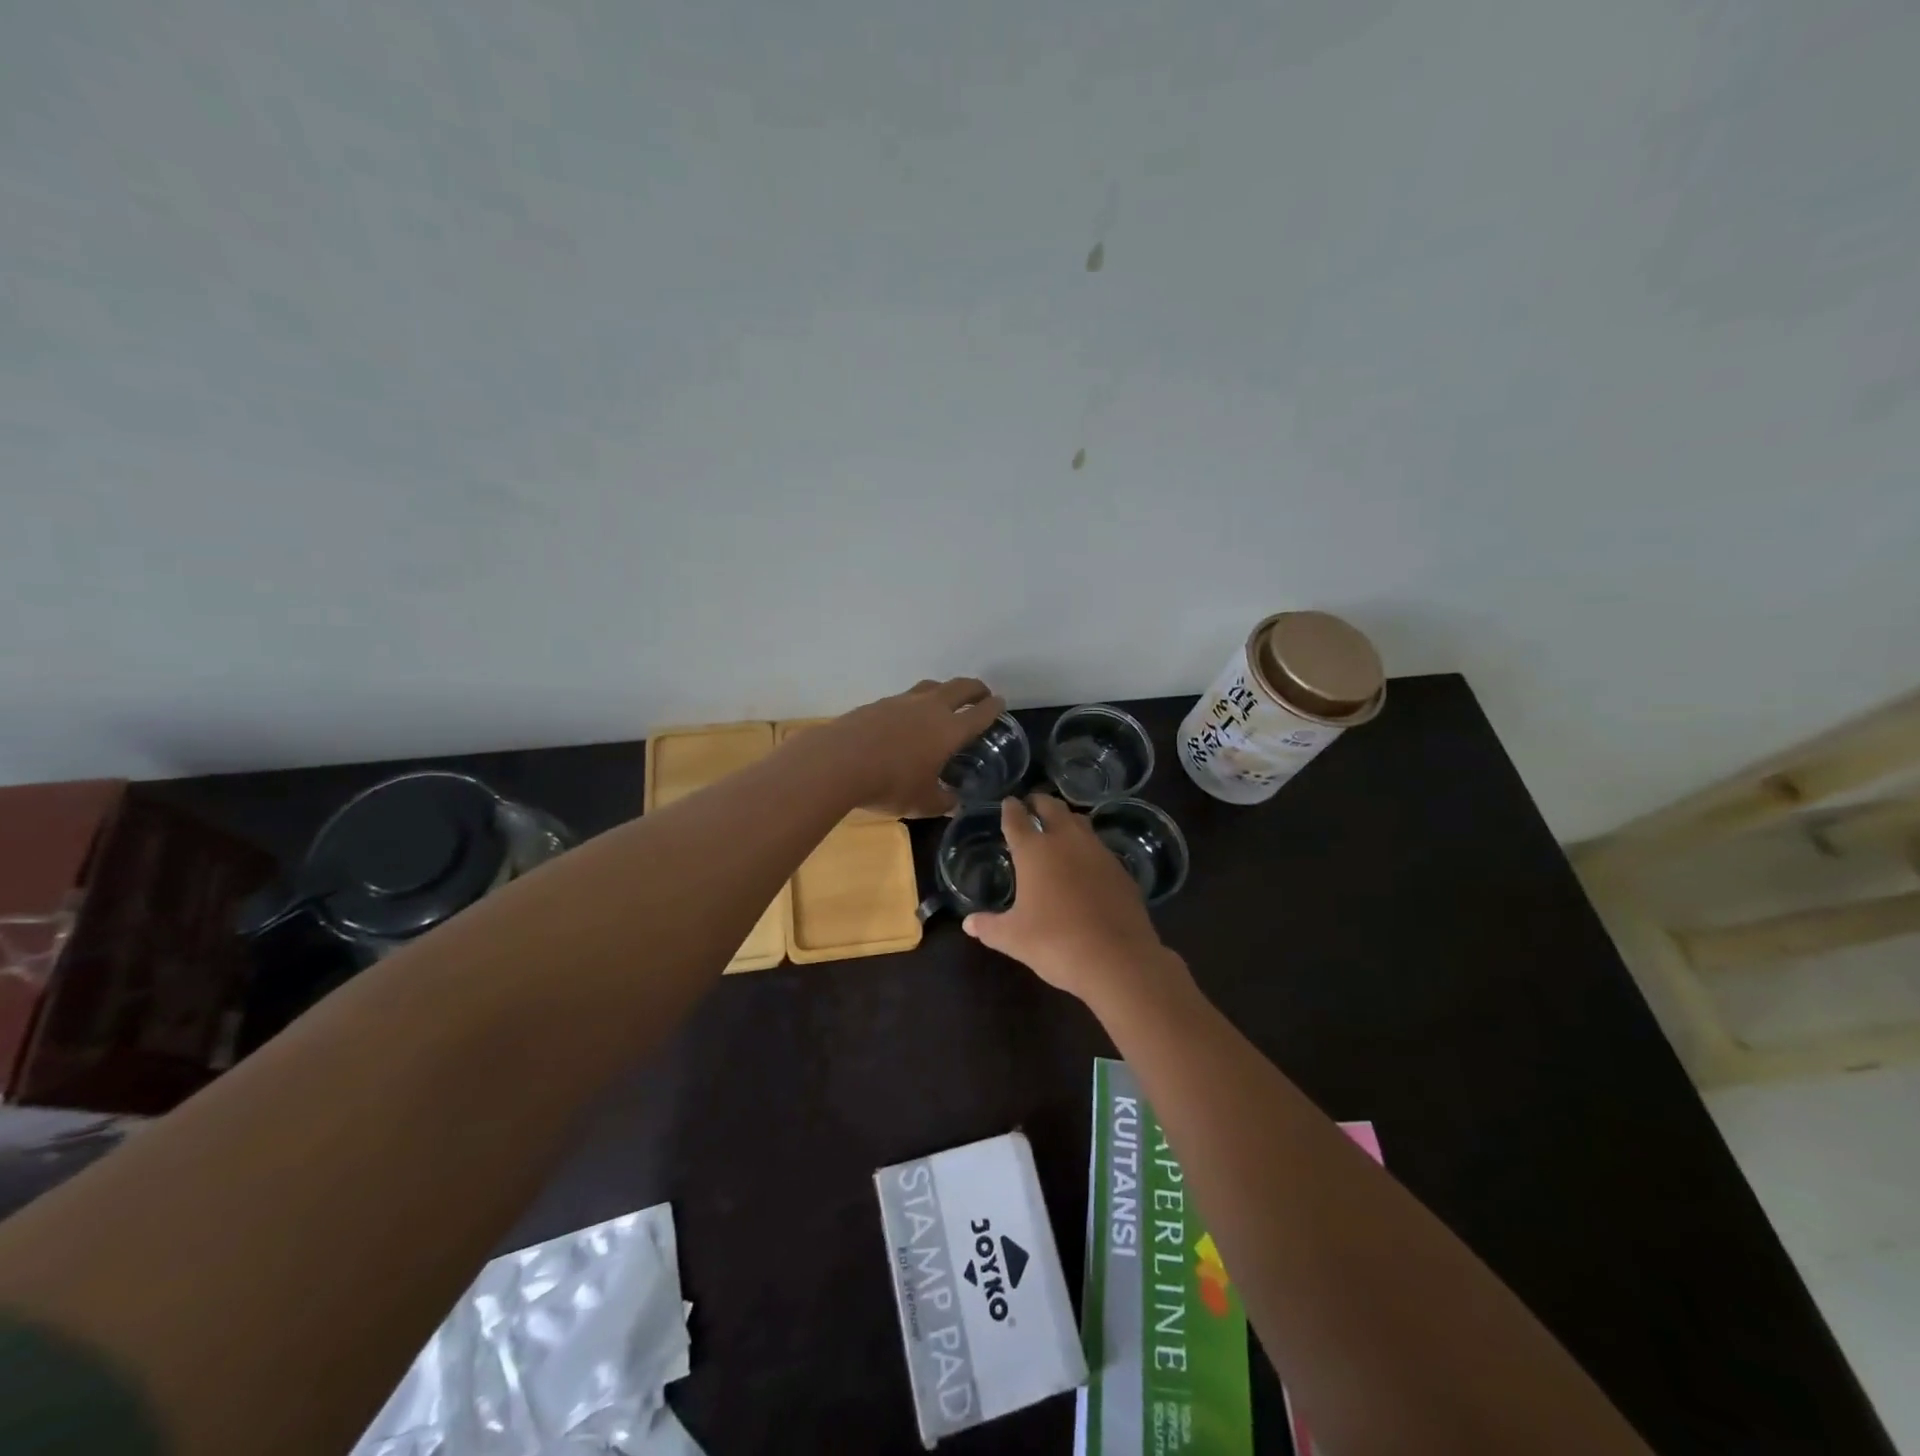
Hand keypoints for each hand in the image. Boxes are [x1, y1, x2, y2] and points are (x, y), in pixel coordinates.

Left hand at [828, 678, 1006, 818]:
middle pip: (959, 687)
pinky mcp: (877, 704)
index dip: (993, 708)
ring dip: (944, 690)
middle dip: (975, 688)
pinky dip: (914, 703)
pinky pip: (904, 698)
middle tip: (981, 694)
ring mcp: (901, 702)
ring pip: (930, 686)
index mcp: (949, 730)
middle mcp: (930, 708)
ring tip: (945, 700)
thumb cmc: (890, 784)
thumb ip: (943, 802)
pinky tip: (906, 717)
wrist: (839, 762)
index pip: (980, 713)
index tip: (1000, 703)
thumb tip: (954, 804)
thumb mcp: (922, 803)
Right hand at [962, 794, 1191, 1007]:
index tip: (1008, 802)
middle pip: (1052, 808)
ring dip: (1067, 819)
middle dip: (1039, 803)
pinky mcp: (1121, 869)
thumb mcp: (1013, 938)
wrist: (1118, 959)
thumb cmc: (1055, 943)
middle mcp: (1066, 841)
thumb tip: (968, 923)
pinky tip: (1085, 863)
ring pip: (1080, 822)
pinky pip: (1099, 847)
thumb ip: (989, 927)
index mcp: (1034, 850)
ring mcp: (1098, 852)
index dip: (1010, 809)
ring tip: (1059, 827)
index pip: (1017, 818)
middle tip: (1032, 805)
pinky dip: (1087, 847)